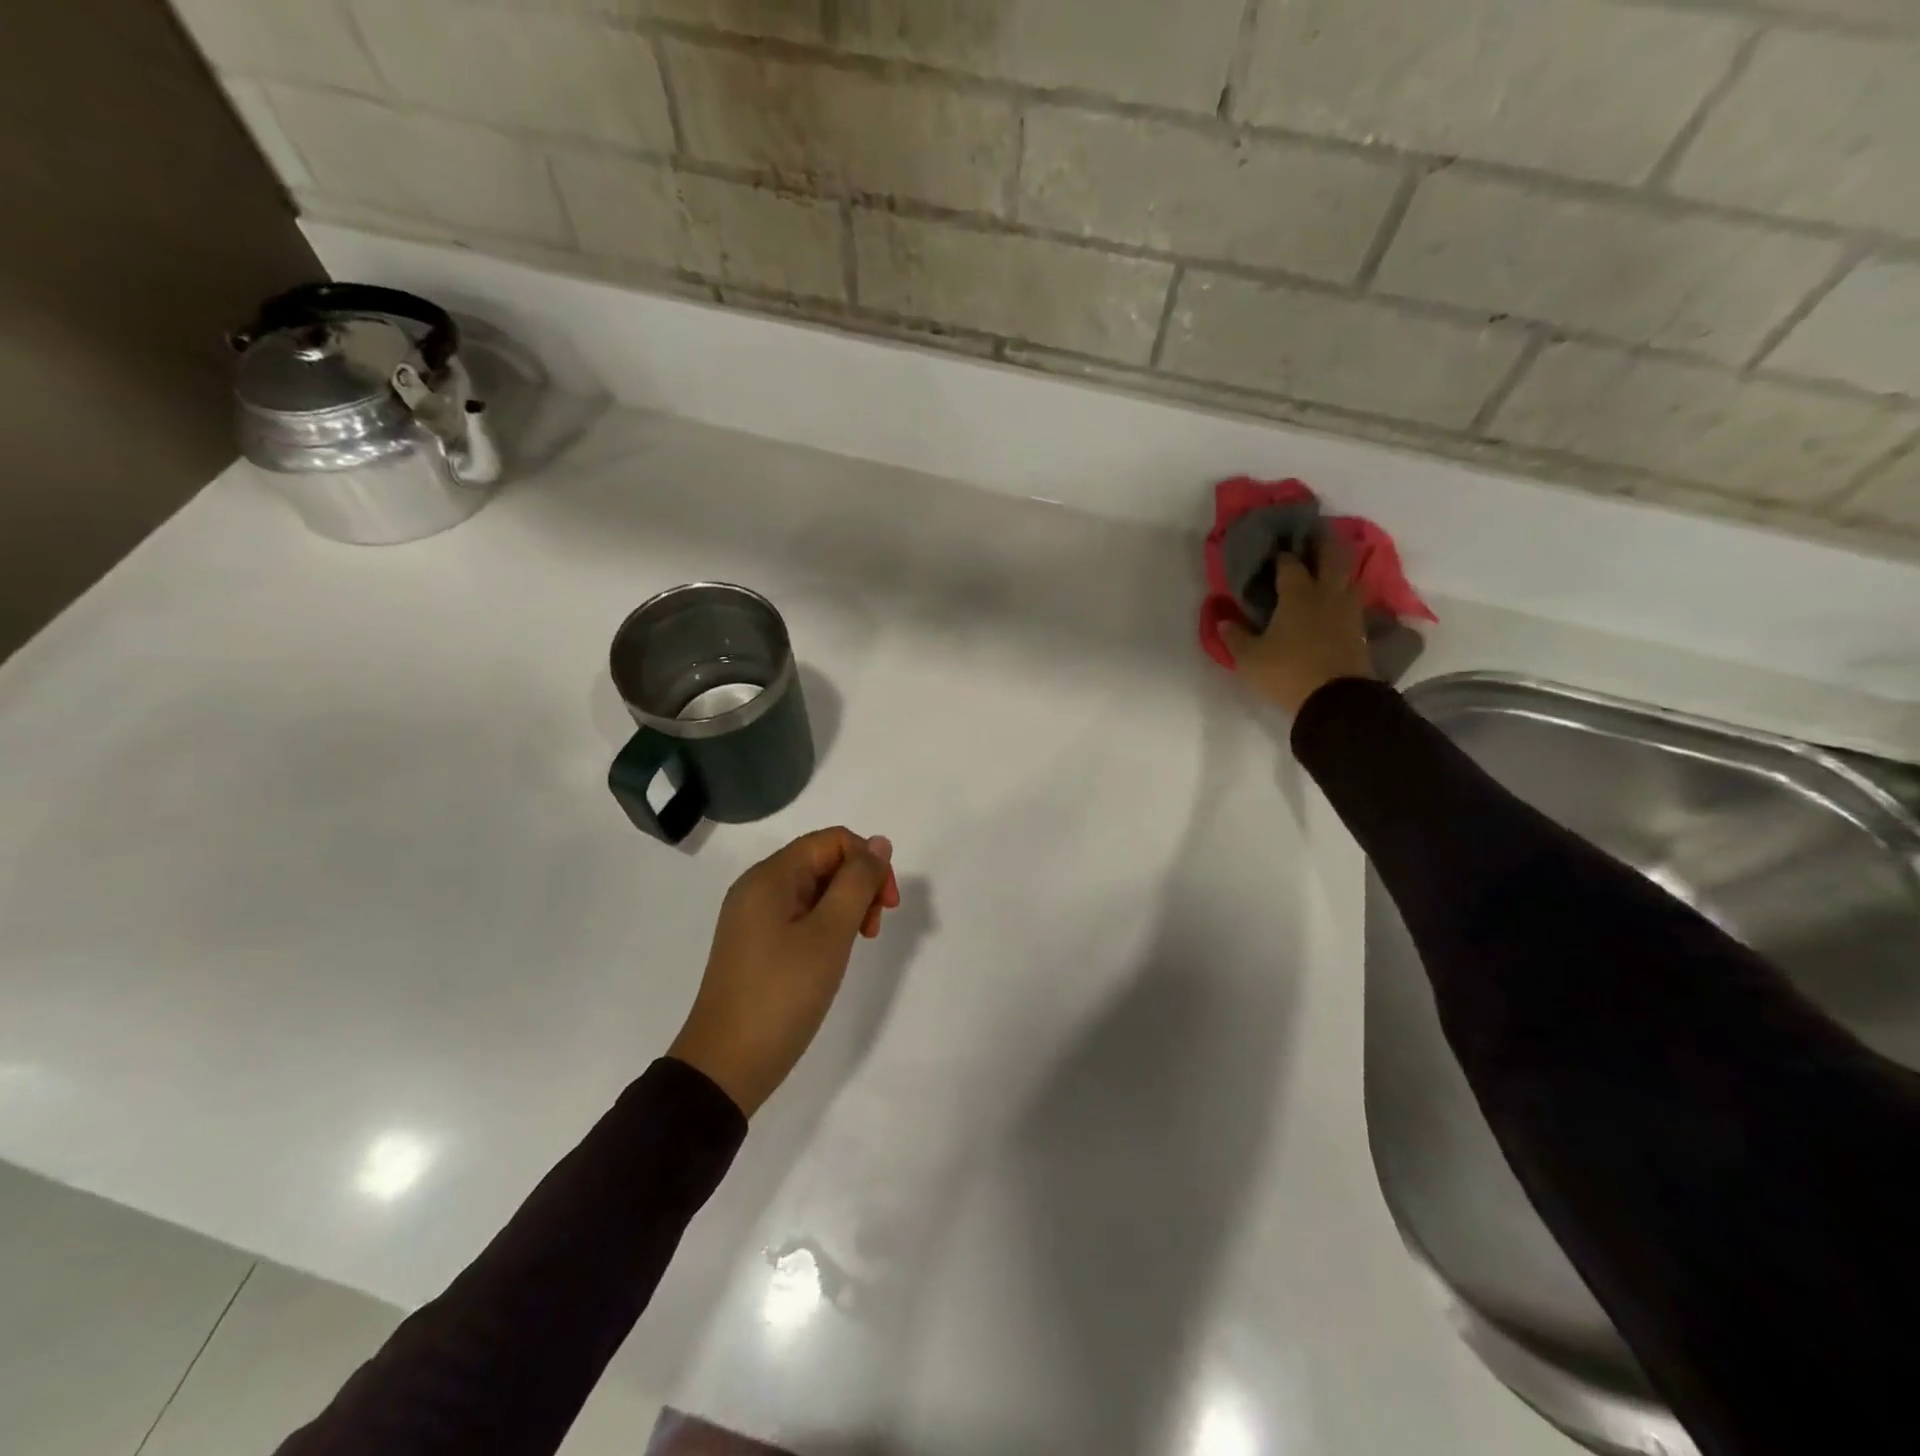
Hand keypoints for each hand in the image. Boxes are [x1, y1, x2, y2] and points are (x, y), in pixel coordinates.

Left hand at [669, 828, 901, 1116]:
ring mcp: (754, 918)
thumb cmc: (781, 994)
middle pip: (823, 861)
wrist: (725, 1067)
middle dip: (859, 885)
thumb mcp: (829, 934)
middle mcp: (758, 888)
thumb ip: (857, 883)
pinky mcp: (756, 946)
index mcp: (770, 877)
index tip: (887, 904)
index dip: (868, 862)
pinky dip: (826, 926)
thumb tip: (878, 844)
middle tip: (874, 929)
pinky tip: (834, 954)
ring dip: (846, 906)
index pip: (832, 840)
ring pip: (814, 890)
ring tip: (860, 942)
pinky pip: (800, 916)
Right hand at [1219, 535, 1374, 714]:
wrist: (1336, 700)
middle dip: (1321, 543)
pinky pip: (1354, 601)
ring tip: (1329, 565)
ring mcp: (1348, 611)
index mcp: (1297, 594)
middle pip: (1331, 557)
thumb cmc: (1287, 672)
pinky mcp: (1360, 630)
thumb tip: (1222, 620)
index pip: (1289, 563)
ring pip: (1350, 577)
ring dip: (1341, 566)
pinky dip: (1347, 593)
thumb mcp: (1250, 658)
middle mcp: (1326, 594)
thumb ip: (1235, 637)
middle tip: (1312, 535)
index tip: (1273, 550)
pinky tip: (1339, 599)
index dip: (1281, 554)